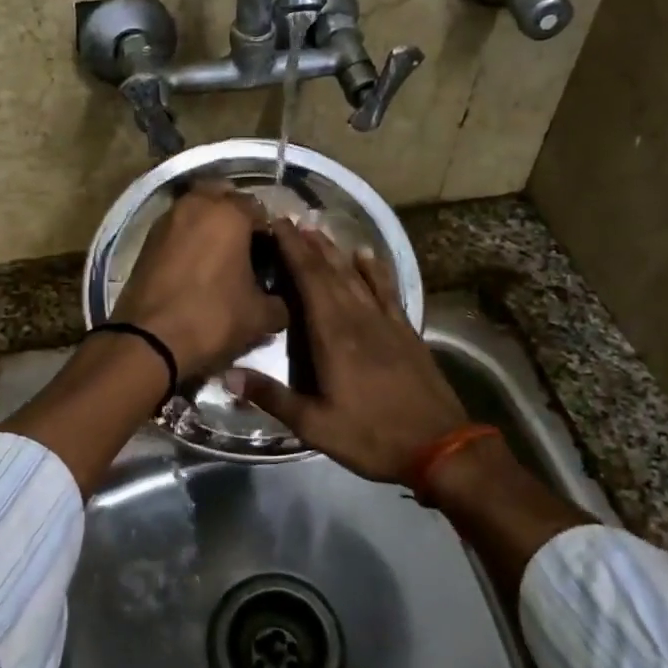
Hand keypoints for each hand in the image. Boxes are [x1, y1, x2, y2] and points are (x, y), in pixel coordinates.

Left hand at [111, 182, 287, 378]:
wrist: (148, 341)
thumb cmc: (212, 319)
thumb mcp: (260, 317)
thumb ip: (280, 302)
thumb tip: (280, 300)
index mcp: (229, 213)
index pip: (261, 210)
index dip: (271, 235)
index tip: (272, 259)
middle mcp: (197, 204)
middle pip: (225, 196)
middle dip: (237, 216)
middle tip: (246, 249)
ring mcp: (167, 218)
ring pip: (197, 208)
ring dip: (211, 224)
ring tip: (221, 257)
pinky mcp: (147, 238)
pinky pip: (178, 227)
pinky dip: (190, 237)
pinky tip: (197, 265)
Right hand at [226, 219, 469, 484]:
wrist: (440, 446)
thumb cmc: (371, 436)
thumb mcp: (315, 425)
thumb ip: (272, 397)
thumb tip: (227, 375)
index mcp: (333, 336)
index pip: (308, 281)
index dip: (292, 250)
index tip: (276, 225)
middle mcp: (358, 318)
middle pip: (330, 272)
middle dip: (308, 245)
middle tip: (290, 221)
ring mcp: (385, 322)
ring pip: (356, 276)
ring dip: (335, 252)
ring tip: (318, 231)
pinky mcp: (405, 331)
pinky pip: (387, 290)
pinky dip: (375, 270)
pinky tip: (366, 255)